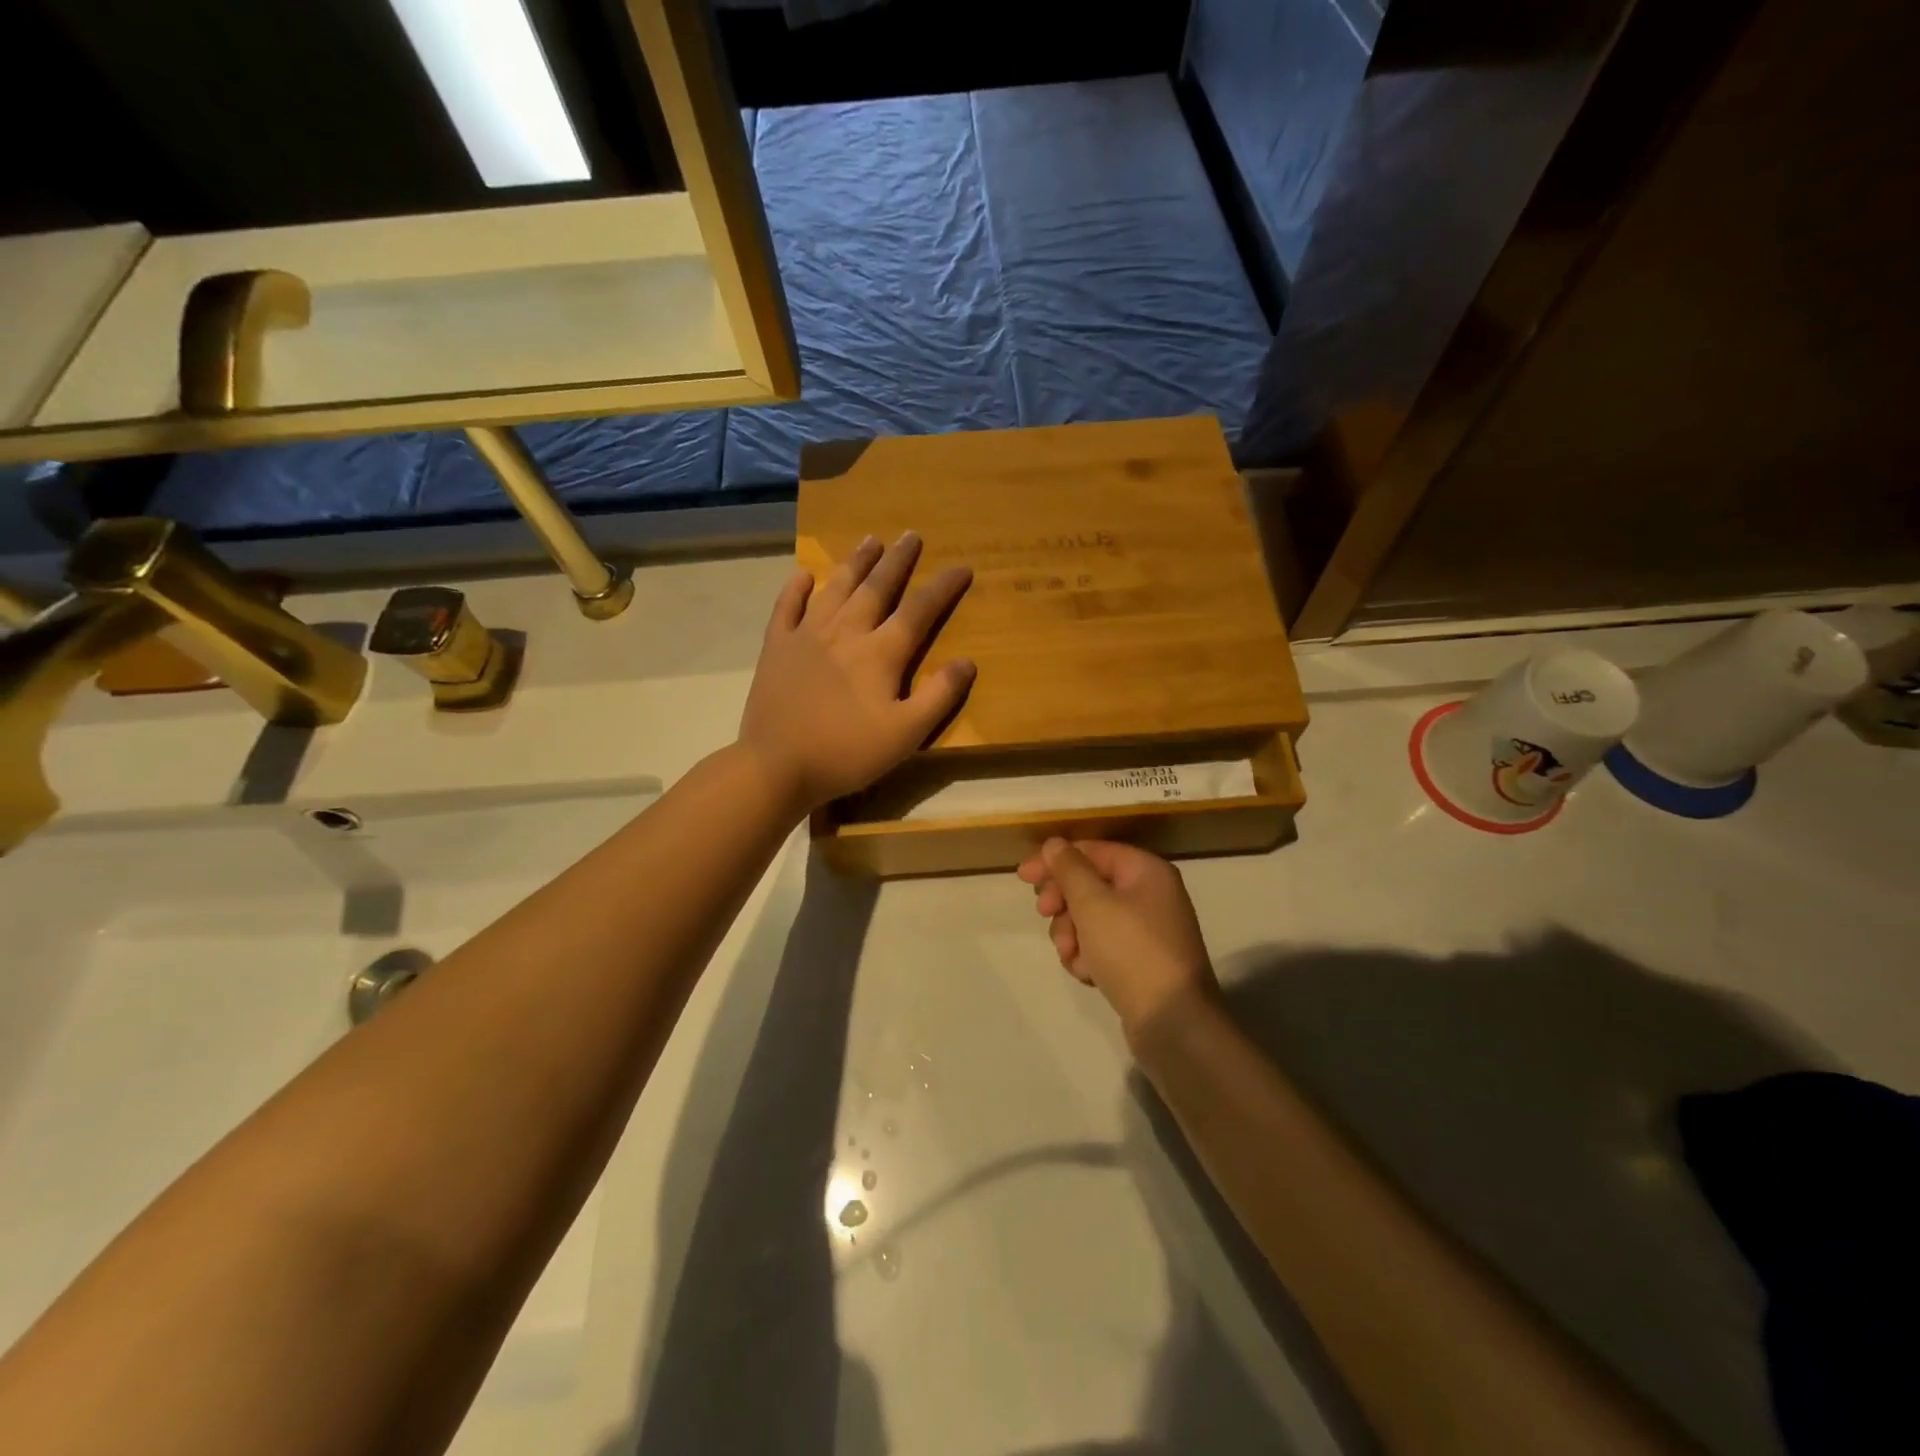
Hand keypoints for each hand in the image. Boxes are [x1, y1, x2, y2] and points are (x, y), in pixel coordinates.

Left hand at [739, 532, 974, 815]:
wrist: (776, 766)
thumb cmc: (846, 753)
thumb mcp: (905, 734)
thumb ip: (938, 697)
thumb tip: (968, 662)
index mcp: (880, 653)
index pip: (919, 611)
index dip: (943, 587)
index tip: (961, 567)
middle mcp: (845, 632)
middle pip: (876, 588)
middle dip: (897, 560)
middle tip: (911, 535)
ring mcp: (806, 636)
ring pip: (836, 588)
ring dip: (855, 563)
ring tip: (870, 540)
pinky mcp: (777, 647)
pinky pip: (787, 608)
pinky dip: (795, 589)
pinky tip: (803, 575)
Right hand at [1017, 839, 1218, 1046]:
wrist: (1172, 1022)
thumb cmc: (1131, 951)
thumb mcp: (1093, 903)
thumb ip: (1069, 869)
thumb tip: (1054, 844)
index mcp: (1145, 871)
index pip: (1091, 851)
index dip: (1054, 860)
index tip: (1022, 877)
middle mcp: (1149, 894)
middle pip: (1089, 884)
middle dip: (1063, 902)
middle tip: (1045, 913)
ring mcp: (1145, 930)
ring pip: (1090, 918)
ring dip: (1071, 933)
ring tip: (1071, 954)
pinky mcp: (1139, 961)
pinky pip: (1102, 946)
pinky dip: (1088, 956)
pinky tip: (1087, 973)